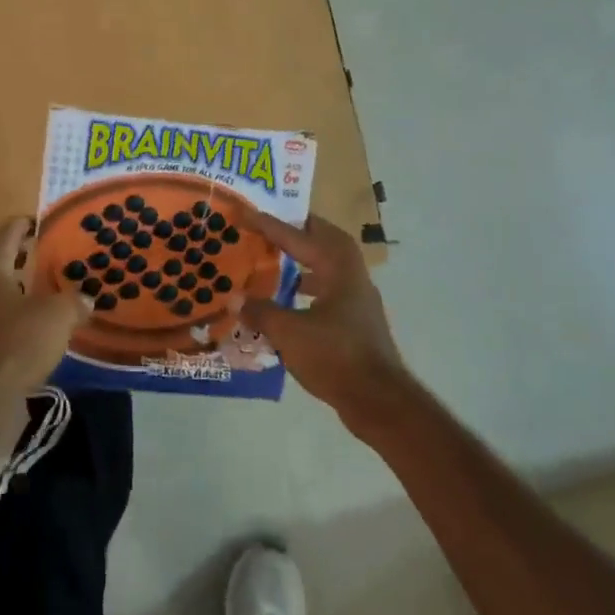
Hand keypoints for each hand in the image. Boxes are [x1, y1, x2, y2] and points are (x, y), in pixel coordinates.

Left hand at [0, 217, 86, 406]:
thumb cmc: (13, 345)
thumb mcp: (56, 318)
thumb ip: (73, 301)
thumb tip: (85, 298)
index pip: (11, 229)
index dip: (32, 224)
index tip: (53, 226)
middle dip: (26, 257)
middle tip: (56, 261)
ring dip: (20, 288)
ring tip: (52, 295)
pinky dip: (13, 314)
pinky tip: (37, 328)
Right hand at [242, 213, 411, 428]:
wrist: (379, 401)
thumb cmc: (335, 357)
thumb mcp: (289, 333)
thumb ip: (261, 312)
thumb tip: (235, 299)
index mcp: (338, 269)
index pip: (299, 237)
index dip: (270, 225)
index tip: (246, 212)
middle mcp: (352, 276)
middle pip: (324, 240)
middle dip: (297, 230)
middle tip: (269, 225)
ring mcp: (357, 300)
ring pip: (329, 266)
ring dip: (304, 259)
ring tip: (275, 261)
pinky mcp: (356, 322)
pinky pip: (329, 289)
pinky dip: (308, 287)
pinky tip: (288, 302)